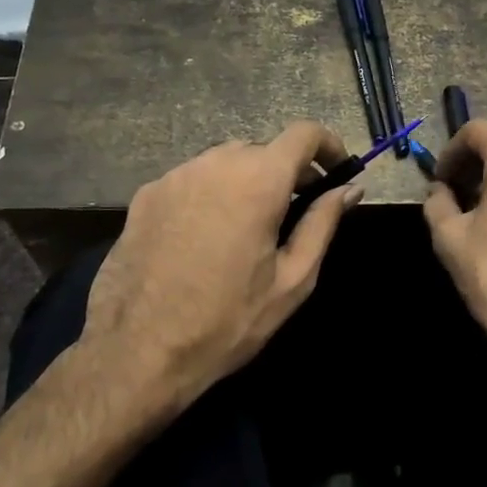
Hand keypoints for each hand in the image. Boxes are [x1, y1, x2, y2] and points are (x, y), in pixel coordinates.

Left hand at [81, 122, 358, 400]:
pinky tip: (205, 237)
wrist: (137, 352)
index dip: (328, 145)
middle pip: (263, 149)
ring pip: (224, 162)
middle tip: (297, 208)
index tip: (338, 170)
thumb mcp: (291, 280)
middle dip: (287, 171)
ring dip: (246, 181)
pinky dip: (210, 193)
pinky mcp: (144, 196)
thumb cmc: (227, 321)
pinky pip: (191, 180)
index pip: (303, 134)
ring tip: (249, 226)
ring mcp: (174, 176)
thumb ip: (323, 224)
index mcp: (258, 180)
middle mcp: (214, 163)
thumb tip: (350, 189)